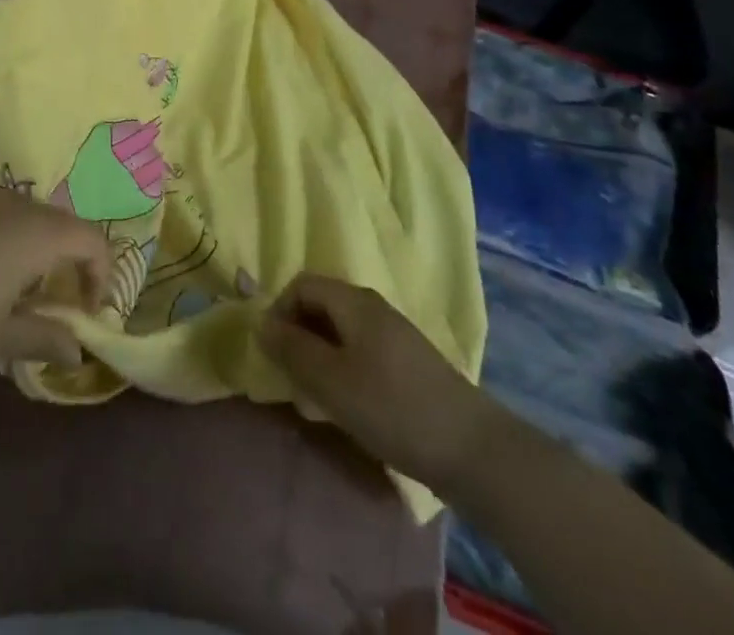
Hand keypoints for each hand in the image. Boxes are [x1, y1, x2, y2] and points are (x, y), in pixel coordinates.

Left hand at [0, 191, 111, 383]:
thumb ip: (45, 338)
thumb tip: (78, 350)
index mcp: (37, 232)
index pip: (92, 240)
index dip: (101, 275)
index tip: (87, 314)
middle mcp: (15, 204)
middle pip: (62, 223)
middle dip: (70, 261)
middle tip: (58, 306)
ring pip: (29, 216)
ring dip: (39, 249)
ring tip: (20, 293)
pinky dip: (8, 239)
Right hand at [260, 274, 490, 493]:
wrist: (473, 450)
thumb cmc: (392, 407)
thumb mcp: (331, 381)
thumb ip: (292, 349)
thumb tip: (260, 323)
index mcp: (354, 301)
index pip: (301, 284)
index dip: (279, 311)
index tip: (274, 352)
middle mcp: (373, 307)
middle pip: (321, 306)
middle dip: (298, 337)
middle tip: (291, 379)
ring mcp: (393, 336)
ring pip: (340, 333)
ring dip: (319, 359)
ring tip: (314, 400)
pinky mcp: (407, 365)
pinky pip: (360, 353)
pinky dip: (342, 372)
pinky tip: (347, 409)